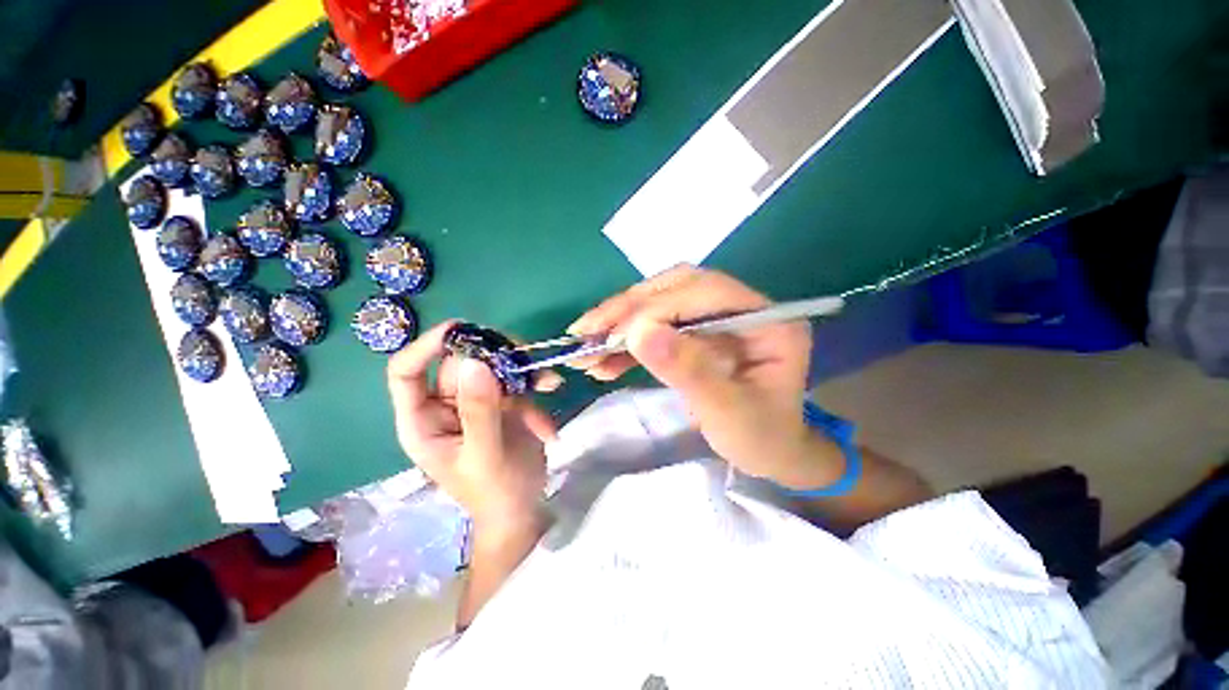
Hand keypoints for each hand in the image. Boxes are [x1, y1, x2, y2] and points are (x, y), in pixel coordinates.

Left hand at [387, 321, 558, 529]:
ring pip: (493, 367)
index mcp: (423, 421)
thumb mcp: (486, 454)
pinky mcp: (502, 403)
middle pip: (462, 362)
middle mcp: (445, 406)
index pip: (406, 372)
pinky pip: (516, 382)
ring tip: (549, 382)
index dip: (426, 346)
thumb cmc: (496, 492)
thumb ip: (479, 411)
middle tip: (526, 355)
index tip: (461, 330)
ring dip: (524, 372)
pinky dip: (536, 387)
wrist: (524, 510)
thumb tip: (473, 361)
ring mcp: (476, 402)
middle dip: (497, 357)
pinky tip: (552, 401)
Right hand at [568, 265, 839, 487]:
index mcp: (766, 319)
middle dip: (629, 309)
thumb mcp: (729, 413)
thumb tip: (639, 333)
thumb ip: (689, 371)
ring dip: (620, 323)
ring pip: (660, 302)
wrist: (768, 451)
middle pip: (677, 288)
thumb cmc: (760, 437)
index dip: (658, 307)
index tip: (616, 335)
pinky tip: (603, 359)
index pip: (706, 291)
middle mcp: (742, 306)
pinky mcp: (697, 332)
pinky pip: (656, 326)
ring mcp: (717, 317)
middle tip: (587, 331)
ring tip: (585, 346)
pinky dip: (627, 341)